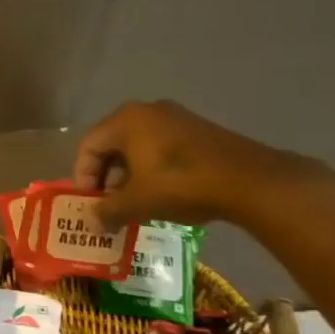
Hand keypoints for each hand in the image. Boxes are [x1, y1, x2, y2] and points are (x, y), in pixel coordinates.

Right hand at [70, 100, 314, 228]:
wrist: (251, 181)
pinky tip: (163, 193)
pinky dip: (154, 169)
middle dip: (107, 176)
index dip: (83, 176)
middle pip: (112, 144)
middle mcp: (146, 111)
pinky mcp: (200, 130)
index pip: (88, 146)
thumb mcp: (137, 202)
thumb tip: (93, 222)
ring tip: (136, 201)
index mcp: (124, 120)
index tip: (90, 202)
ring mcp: (177, 118)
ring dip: (130, 174)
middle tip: (109, 203)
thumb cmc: (180, 184)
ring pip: (139, 146)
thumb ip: (108, 210)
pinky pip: (163, 147)